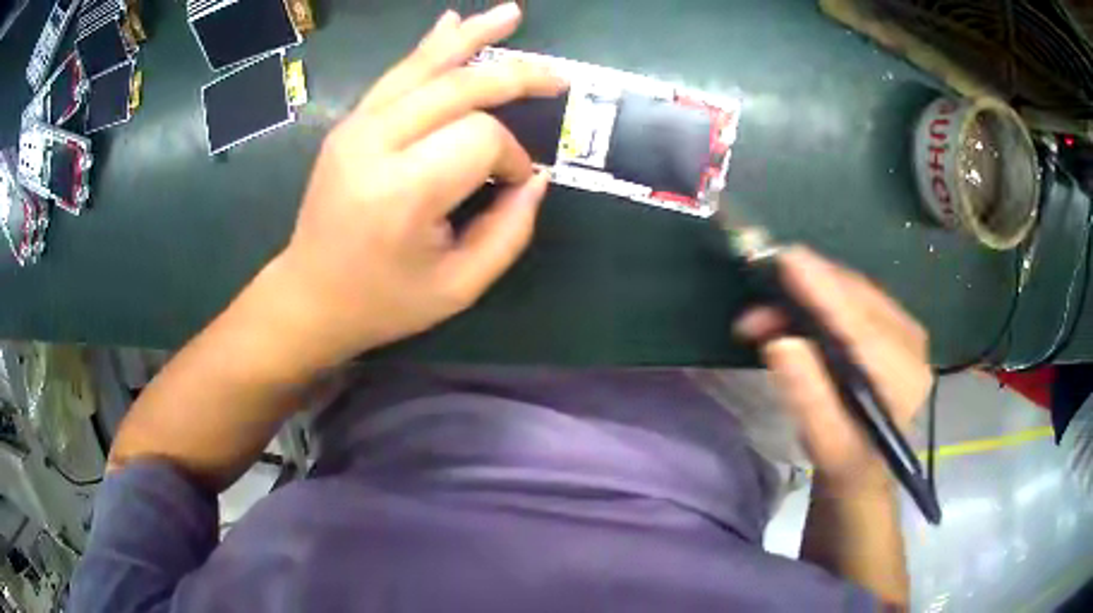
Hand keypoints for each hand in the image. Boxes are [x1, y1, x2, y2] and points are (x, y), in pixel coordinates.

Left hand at [269, 3, 566, 366]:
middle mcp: (375, 145)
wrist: (309, 296)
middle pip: (459, 87)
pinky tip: (454, 21)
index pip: (480, 138)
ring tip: (512, 13)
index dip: (512, 156)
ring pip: (425, 65)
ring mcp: (356, 127)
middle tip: (557, 79)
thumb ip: (509, 232)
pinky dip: (431, 45)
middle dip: (514, 76)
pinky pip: (397, 73)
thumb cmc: (383, 301)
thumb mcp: (459, 287)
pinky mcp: (349, 123)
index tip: (514, 185)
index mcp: (402, 192)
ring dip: (474, 36)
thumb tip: (538, 178)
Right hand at [734, 247, 932, 493]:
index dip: (824, 290)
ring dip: (808, 296)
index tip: (787, 261)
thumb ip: (808, 395)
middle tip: (757, 312)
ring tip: (765, 317)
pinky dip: (822, 299)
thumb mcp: (824, 442)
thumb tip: (780, 342)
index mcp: (902, 379)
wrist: (868, 468)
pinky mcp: (895, 325)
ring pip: (854, 293)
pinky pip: (856, 298)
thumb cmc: (846, 461)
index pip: (861, 324)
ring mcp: (906, 330)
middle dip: (805, 294)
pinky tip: (795, 314)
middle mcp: (912, 344)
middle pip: (857, 299)